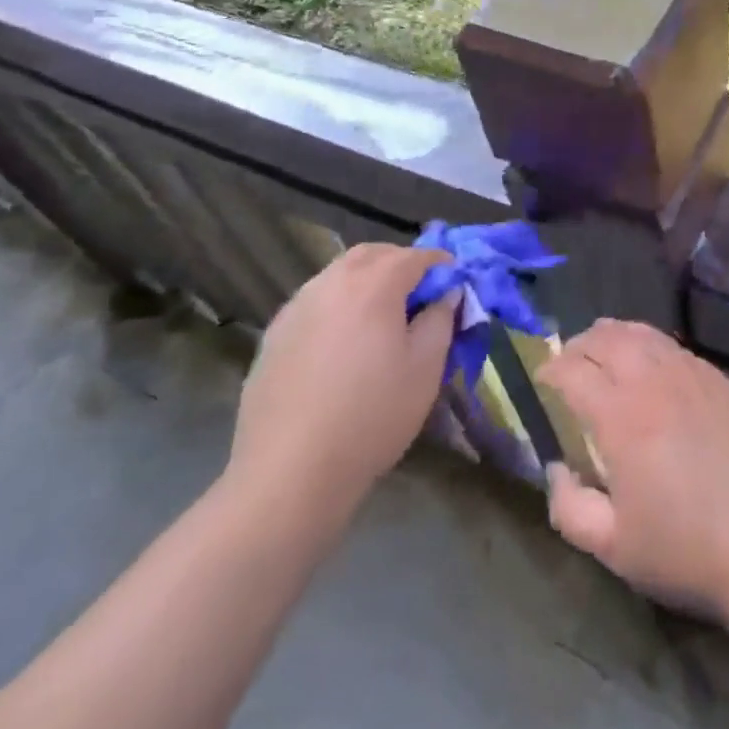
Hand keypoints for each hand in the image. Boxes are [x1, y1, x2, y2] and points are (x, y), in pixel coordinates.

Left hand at [226, 243, 457, 516]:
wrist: (289, 473)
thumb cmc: (371, 417)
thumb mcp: (425, 369)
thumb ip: (441, 319)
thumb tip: (446, 293)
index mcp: (374, 284)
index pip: (416, 256)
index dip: (441, 266)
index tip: (454, 287)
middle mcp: (332, 282)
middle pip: (373, 254)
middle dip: (400, 264)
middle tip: (419, 296)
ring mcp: (298, 305)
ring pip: (339, 274)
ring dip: (366, 281)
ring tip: (380, 319)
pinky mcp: (275, 333)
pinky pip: (315, 301)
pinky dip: (337, 305)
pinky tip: (342, 344)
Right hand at [536, 319, 728, 626]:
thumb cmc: (689, 550)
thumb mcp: (615, 548)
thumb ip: (569, 508)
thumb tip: (555, 468)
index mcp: (620, 415)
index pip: (572, 370)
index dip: (549, 371)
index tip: (540, 383)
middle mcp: (653, 379)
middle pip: (604, 338)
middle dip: (577, 346)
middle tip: (567, 365)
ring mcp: (691, 372)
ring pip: (640, 332)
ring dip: (612, 336)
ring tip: (602, 352)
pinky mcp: (720, 378)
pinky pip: (672, 346)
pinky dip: (648, 344)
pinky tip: (650, 366)